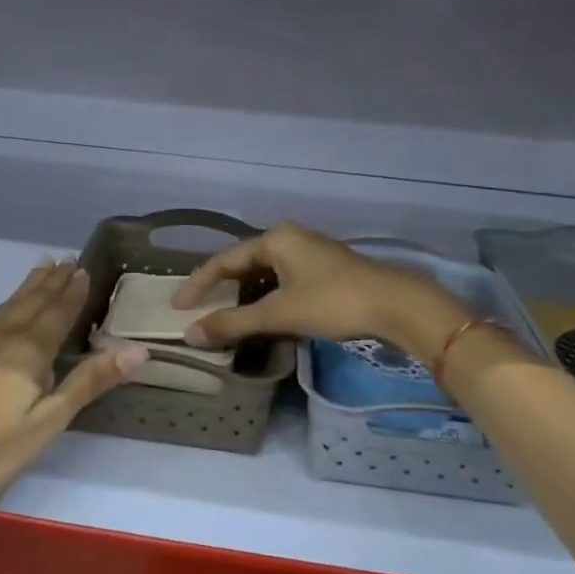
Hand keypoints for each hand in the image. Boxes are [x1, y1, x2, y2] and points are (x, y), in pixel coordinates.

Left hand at [0, 259, 148, 514]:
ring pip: (5, 306)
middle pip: (33, 306)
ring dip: (26, 286)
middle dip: (53, 284)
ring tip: (42, 264)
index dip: (73, 295)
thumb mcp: (46, 425)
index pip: (58, 317)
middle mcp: (1, 340)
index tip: (84, 270)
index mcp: (29, 357)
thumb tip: (138, 348)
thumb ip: (88, 383)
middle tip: (68, 260)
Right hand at [174, 222, 469, 358]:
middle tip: (199, 313)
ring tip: (227, 320)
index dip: (198, 285)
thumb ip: (233, 323)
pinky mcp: (327, 271)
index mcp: (275, 239)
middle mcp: (290, 239)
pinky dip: (269, 300)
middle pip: (244, 265)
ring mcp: (311, 254)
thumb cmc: (333, 302)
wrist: (397, 305)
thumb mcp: (279, 314)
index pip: (224, 261)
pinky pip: (284, 283)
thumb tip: (190, 334)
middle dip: (222, 291)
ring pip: (266, 276)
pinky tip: (264, 319)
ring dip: (246, 299)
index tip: (177, 307)